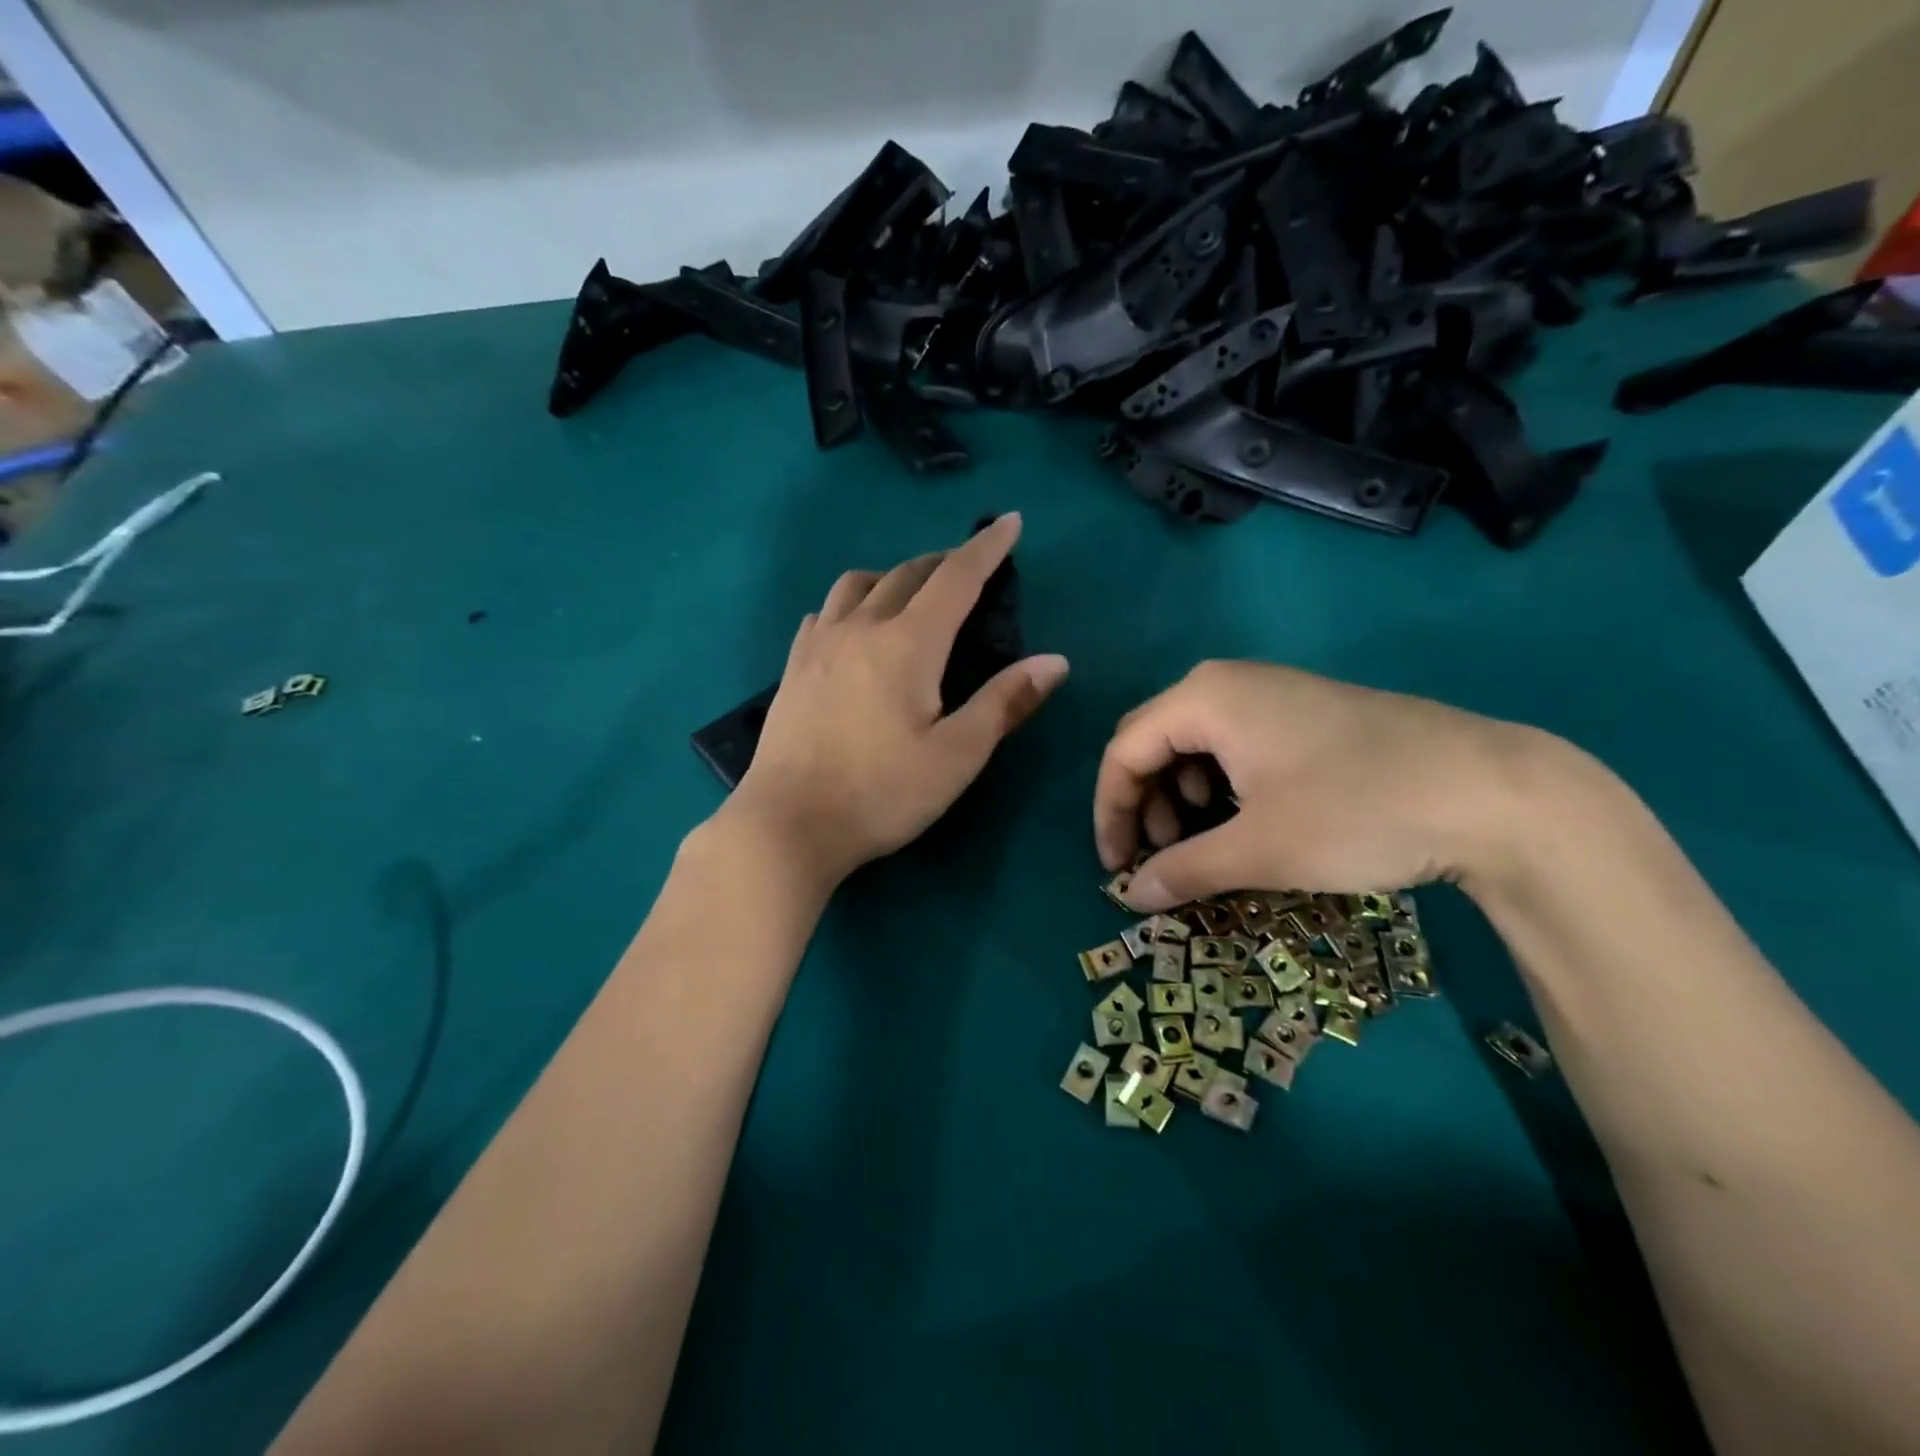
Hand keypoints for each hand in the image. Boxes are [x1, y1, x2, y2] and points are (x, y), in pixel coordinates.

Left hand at [726, 514, 1068, 885]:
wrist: (788, 824)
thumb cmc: (882, 794)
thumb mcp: (957, 755)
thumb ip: (1005, 702)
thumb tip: (1055, 660)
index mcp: (908, 643)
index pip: (956, 577)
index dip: (987, 547)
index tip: (1009, 521)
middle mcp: (861, 628)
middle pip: (907, 574)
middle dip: (944, 562)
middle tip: (969, 568)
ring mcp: (820, 645)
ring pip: (858, 584)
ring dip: (893, 576)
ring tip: (911, 594)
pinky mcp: (794, 667)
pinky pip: (825, 612)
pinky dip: (851, 603)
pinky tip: (853, 628)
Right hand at [1093, 660, 1543, 910]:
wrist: (1495, 792)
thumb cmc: (1357, 811)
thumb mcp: (1260, 850)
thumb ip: (1184, 871)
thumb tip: (1130, 897)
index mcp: (1205, 698)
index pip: (1124, 751)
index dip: (1110, 812)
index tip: (1117, 869)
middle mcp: (1231, 682)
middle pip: (1155, 741)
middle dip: (1145, 804)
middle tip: (1161, 858)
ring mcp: (1274, 692)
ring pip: (1196, 743)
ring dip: (1182, 796)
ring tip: (1204, 844)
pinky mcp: (1308, 712)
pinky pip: (1237, 743)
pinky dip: (1222, 785)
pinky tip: (1248, 820)